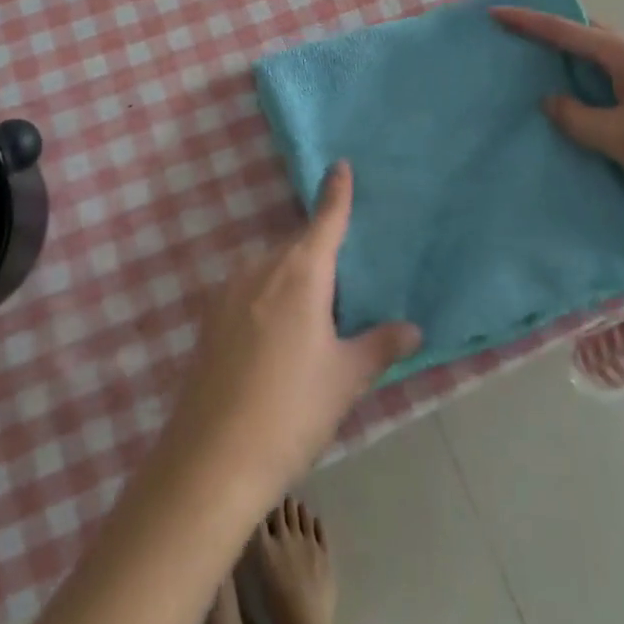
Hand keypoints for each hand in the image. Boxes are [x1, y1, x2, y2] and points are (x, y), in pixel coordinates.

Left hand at [159, 162, 420, 504]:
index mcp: (300, 272)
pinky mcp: (209, 316)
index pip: (326, 219)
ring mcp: (229, 289)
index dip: (336, 192)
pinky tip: (274, 339)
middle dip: (320, 255)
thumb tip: (414, 329)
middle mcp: (262, 267)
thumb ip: (379, 345)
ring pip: (271, 268)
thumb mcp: (345, 378)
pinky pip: (249, 289)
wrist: (211, 459)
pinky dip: (268, 296)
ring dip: (292, 278)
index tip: (340, 164)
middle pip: (298, 246)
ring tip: (311, 321)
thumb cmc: (291, 411)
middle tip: (342, 287)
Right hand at [492, 6, 623, 232]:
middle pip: (586, 36)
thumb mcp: (619, 137)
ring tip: (537, 73)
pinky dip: (589, 85)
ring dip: (570, 63)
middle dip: (550, 34)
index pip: (567, 31)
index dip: (528, 22)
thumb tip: (550, 101)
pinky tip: (578, 105)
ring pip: (600, 61)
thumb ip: (577, 117)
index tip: (495, 12)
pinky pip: (613, 82)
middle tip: (515, 40)